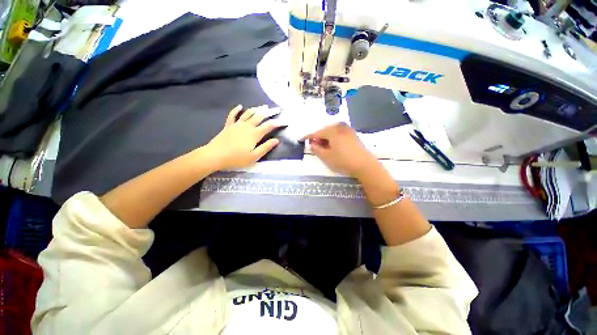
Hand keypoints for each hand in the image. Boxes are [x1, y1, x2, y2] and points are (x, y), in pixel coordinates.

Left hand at [206, 105, 281, 169]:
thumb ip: (266, 147)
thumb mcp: (254, 156)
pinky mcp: (228, 126)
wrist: (215, 155)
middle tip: (275, 109)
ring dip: (256, 109)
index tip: (283, 121)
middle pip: (259, 117)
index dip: (277, 123)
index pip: (268, 126)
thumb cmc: (237, 158)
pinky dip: (236, 110)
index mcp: (254, 134)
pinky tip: (240, 106)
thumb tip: (277, 140)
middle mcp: (247, 126)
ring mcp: (237, 125)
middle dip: (269, 113)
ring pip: (248, 114)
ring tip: (262, 107)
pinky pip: (233, 115)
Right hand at [305, 123, 379, 178]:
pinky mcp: (352, 133)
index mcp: (332, 130)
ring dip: (325, 138)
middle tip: (314, 146)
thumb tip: (311, 143)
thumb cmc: (343, 160)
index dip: (307, 137)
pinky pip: (338, 133)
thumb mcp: (326, 156)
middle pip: (324, 131)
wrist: (364, 164)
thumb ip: (316, 149)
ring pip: (331, 132)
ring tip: (323, 148)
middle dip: (317, 138)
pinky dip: (333, 138)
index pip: (316, 132)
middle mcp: (340, 126)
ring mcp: (347, 129)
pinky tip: (332, 146)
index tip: (300, 140)